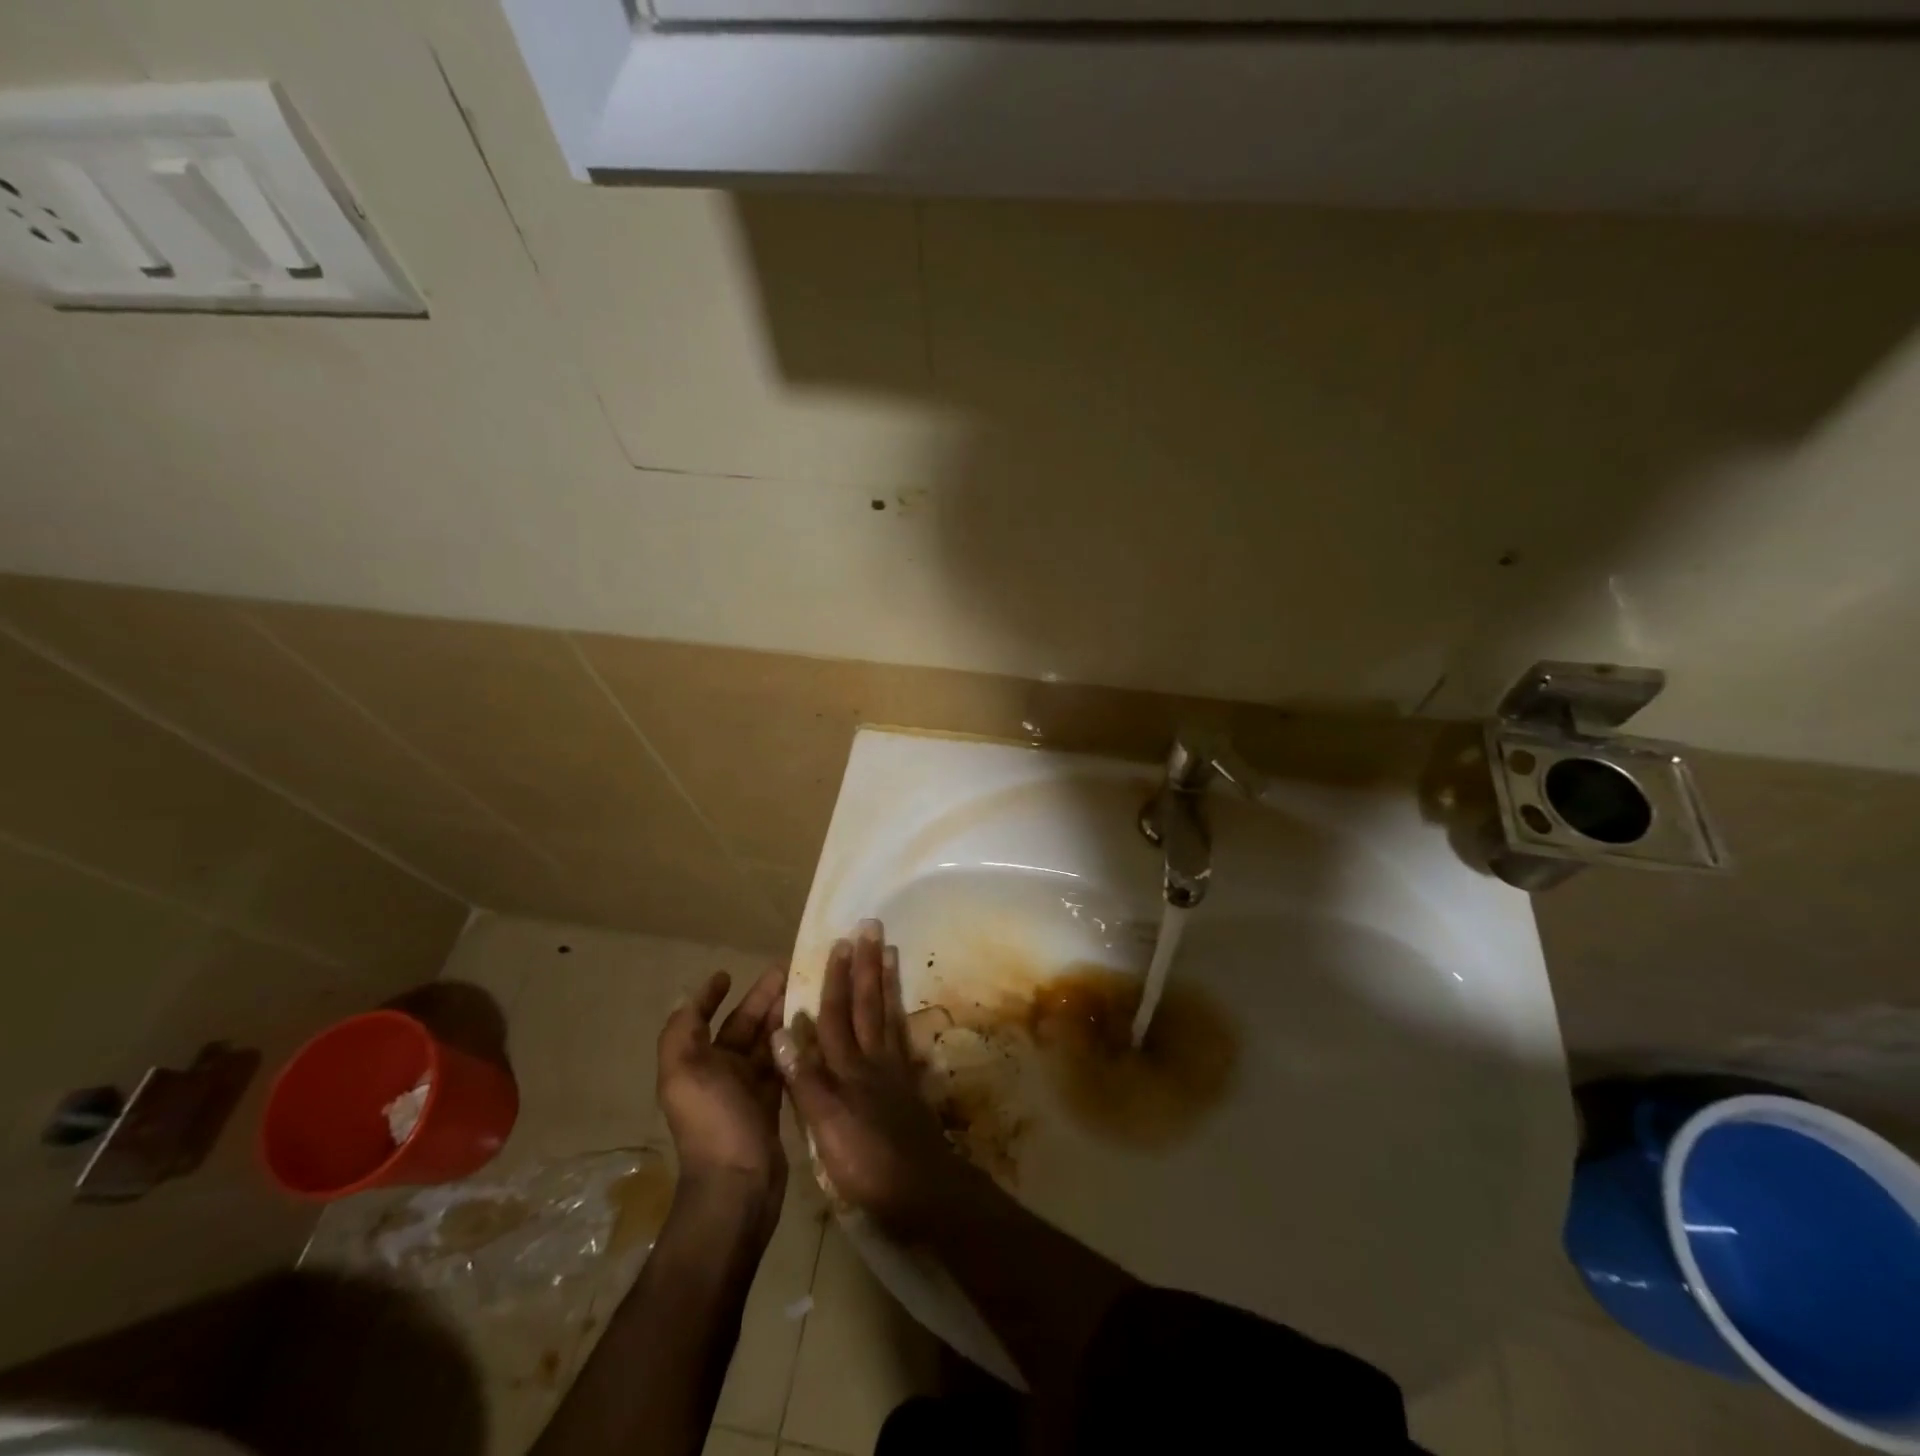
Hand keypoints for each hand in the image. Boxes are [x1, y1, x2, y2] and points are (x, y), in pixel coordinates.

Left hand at [658, 965, 788, 1199]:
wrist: (739, 1184)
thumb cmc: (713, 1121)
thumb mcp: (684, 1071)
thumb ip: (682, 1032)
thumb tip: (685, 996)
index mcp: (695, 1063)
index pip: (703, 1019)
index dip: (710, 996)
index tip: (728, 973)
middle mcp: (719, 1073)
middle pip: (742, 1026)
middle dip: (761, 998)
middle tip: (788, 970)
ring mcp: (747, 1090)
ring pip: (766, 1042)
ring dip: (781, 1016)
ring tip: (806, 991)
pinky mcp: (772, 1104)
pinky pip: (783, 1064)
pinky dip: (794, 1045)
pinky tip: (813, 1027)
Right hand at [772, 920, 970, 1233]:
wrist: (921, 1190)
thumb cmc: (865, 1163)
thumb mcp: (825, 1125)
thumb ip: (804, 1079)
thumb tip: (781, 1031)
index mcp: (846, 1069)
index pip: (836, 1015)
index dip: (835, 980)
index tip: (839, 944)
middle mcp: (871, 1061)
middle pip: (867, 1005)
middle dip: (865, 966)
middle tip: (871, 927)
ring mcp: (894, 1071)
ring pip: (887, 1015)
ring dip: (886, 981)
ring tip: (889, 950)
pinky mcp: (909, 1086)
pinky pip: (903, 1040)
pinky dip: (901, 1019)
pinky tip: (902, 1010)